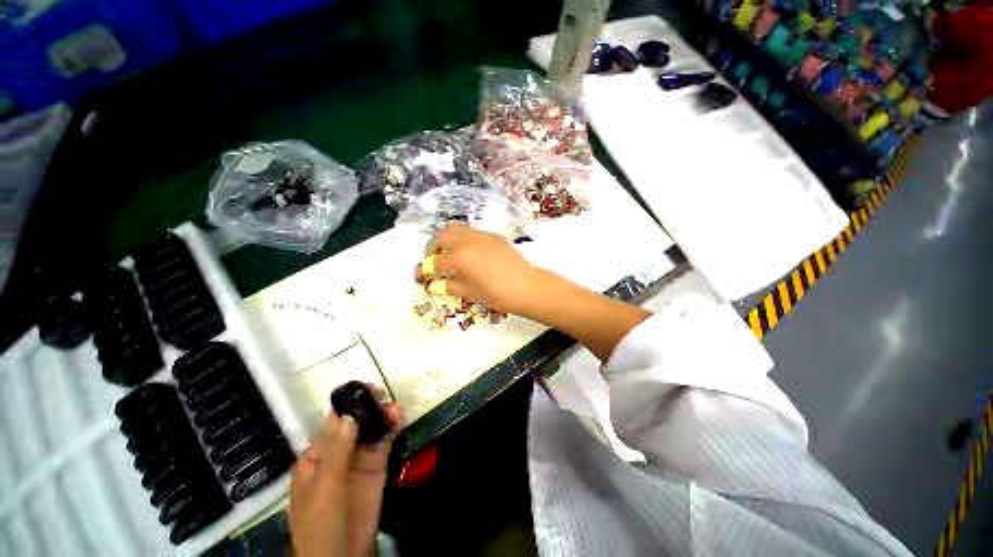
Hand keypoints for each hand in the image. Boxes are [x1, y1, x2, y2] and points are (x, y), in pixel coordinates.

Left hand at [289, 390, 402, 556]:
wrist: (343, 555)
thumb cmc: (321, 523)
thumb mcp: (324, 488)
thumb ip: (337, 452)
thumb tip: (348, 416)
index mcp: (318, 457)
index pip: (333, 424)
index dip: (349, 405)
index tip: (365, 390)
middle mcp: (339, 454)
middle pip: (356, 423)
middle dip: (370, 408)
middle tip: (383, 395)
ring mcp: (360, 460)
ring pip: (373, 430)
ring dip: (384, 416)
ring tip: (396, 409)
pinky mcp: (378, 467)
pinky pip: (386, 442)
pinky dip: (393, 428)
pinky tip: (400, 419)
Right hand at [415, 223, 546, 315]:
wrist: (526, 286)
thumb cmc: (496, 294)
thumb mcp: (469, 293)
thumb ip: (448, 285)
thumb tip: (433, 284)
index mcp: (458, 257)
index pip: (434, 262)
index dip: (424, 270)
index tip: (419, 276)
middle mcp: (467, 241)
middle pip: (442, 236)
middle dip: (433, 247)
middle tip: (433, 260)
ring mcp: (482, 236)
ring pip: (457, 229)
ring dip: (448, 239)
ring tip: (449, 254)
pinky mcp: (494, 236)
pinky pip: (473, 233)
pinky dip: (464, 240)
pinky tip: (470, 254)